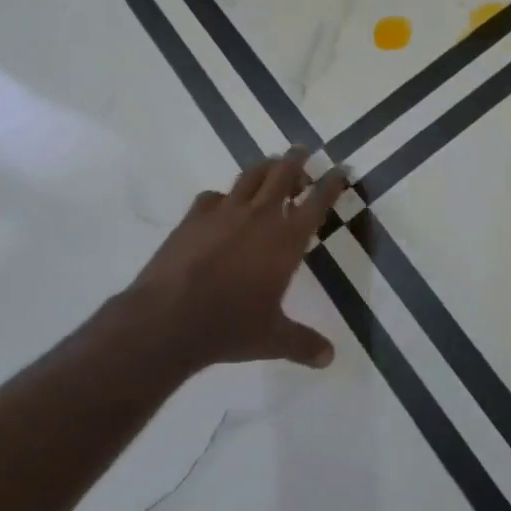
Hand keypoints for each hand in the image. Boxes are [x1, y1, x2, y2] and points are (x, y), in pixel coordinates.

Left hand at [121, 149, 348, 373]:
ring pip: (251, 174)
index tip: (341, 169)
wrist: (168, 319)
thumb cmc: (229, 327)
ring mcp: (224, 212)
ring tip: (272, 166)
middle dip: (298, 159)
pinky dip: (224, 196)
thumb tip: (330, 358)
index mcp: (287, 239)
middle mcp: (260, 216)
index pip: (318, 200)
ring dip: (266, 166)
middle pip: (284, 173)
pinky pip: (214, 195)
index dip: (333, 182)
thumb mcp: (273, 339)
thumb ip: (303, 344)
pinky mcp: (193, 217)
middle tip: (304, 153)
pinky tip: (223, 205)